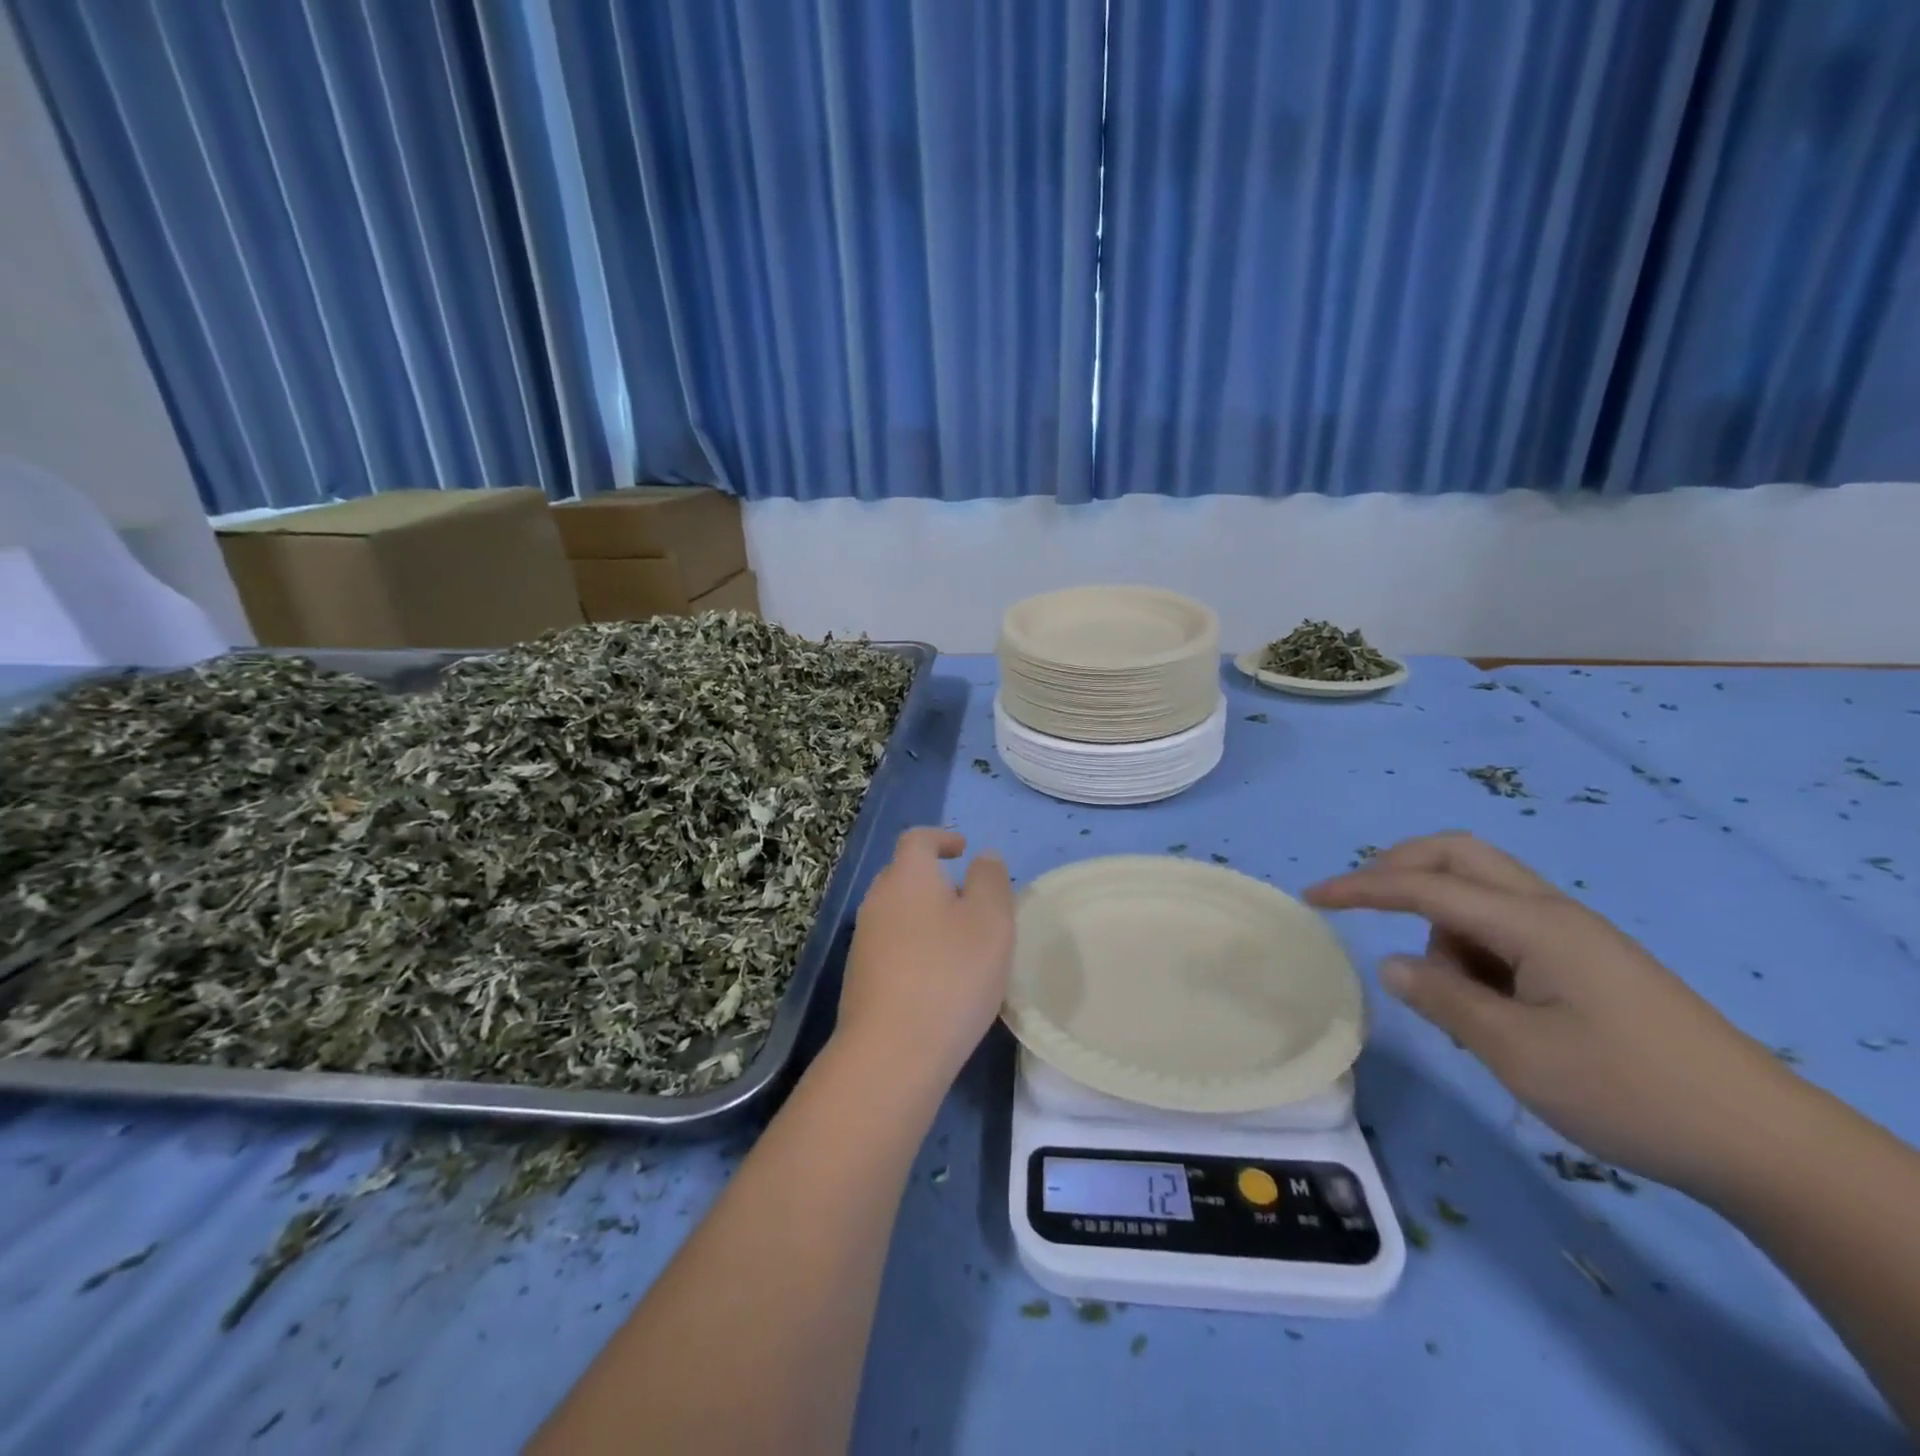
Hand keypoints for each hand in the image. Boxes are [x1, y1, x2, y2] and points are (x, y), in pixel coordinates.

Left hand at [835, 829, 1014, 1091]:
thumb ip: (991, 880)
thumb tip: (983, 858)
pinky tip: (936, 978)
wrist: (892, 1051)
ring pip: (896, 913)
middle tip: (967, 899)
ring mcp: (863, 941)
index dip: (940, 838)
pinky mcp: (859, 978)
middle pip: (903, 875)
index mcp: (907, 877)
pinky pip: (890, 946)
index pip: (917, 840)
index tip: (962, 848)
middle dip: (933, 879)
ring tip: (957, 941)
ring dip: (924, 916)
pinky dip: (913, 947)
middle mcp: (877, 901)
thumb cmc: (951, 974)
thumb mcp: (991, 920)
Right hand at [1306, 833, 1796, 1195]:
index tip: (1311, 897)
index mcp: (1532, 924)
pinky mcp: (1588, 961)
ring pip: (1482, 893)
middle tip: (1365, 903)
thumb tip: (1392, 964)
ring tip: (1457, 998)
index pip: (1425, 887)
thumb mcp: (1517, 1053)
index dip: (1361, 887)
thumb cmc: (1630, 1092)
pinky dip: (1476, 948)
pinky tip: (1492, 1006)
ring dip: (1444, 923)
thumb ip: (1443, 999)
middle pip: (1460, 855)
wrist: (1765, 1144)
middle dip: (1402, 868)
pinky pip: (1508, 929)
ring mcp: (1574, 935)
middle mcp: (1551, 912)